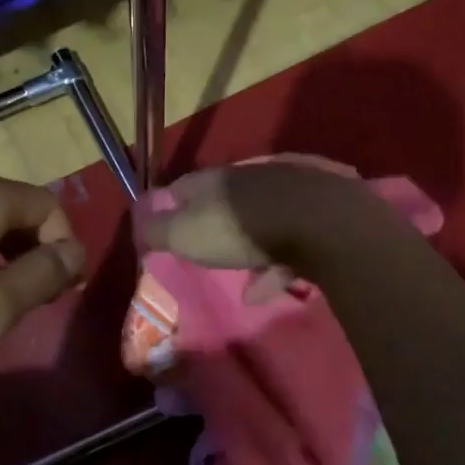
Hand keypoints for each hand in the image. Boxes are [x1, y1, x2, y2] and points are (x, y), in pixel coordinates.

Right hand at [133, 159, 387, 284]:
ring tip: (246, 282)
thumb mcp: (186, 234)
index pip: (185, 185)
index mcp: (218, 178)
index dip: (172, 205)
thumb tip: (140, 222)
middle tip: (209, 248)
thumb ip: (158, 229)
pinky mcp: (324, 206)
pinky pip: (295, 237)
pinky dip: (281, 262)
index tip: (166, 224)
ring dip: (252, 246)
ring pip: (264, 217)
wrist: (322, 223)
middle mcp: (253, 175)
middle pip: (228, 198)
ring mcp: (292, 188)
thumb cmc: (242, 228)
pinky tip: (273, 289)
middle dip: (217, 222)